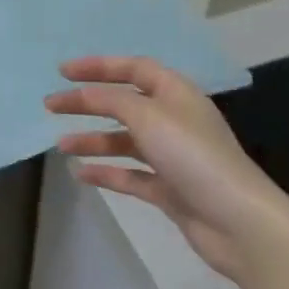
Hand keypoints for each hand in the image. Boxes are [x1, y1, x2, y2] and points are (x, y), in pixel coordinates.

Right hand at [46, 56, 288, 282]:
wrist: (237, 221)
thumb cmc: (194, 157)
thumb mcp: (149, 117)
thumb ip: (113, 100)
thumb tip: (86, 93)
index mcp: (176, 93)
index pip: (134, 68)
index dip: (99, 66)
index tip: (63, 72)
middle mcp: (175, 120)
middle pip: (125, 104)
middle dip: (88, 103)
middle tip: (51, 107)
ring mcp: (173, 156)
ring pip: (125, 141)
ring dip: (93, 140)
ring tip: (60, 146)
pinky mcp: (170, 189)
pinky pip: (131, 175)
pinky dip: (107, 172)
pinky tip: (80, 175)